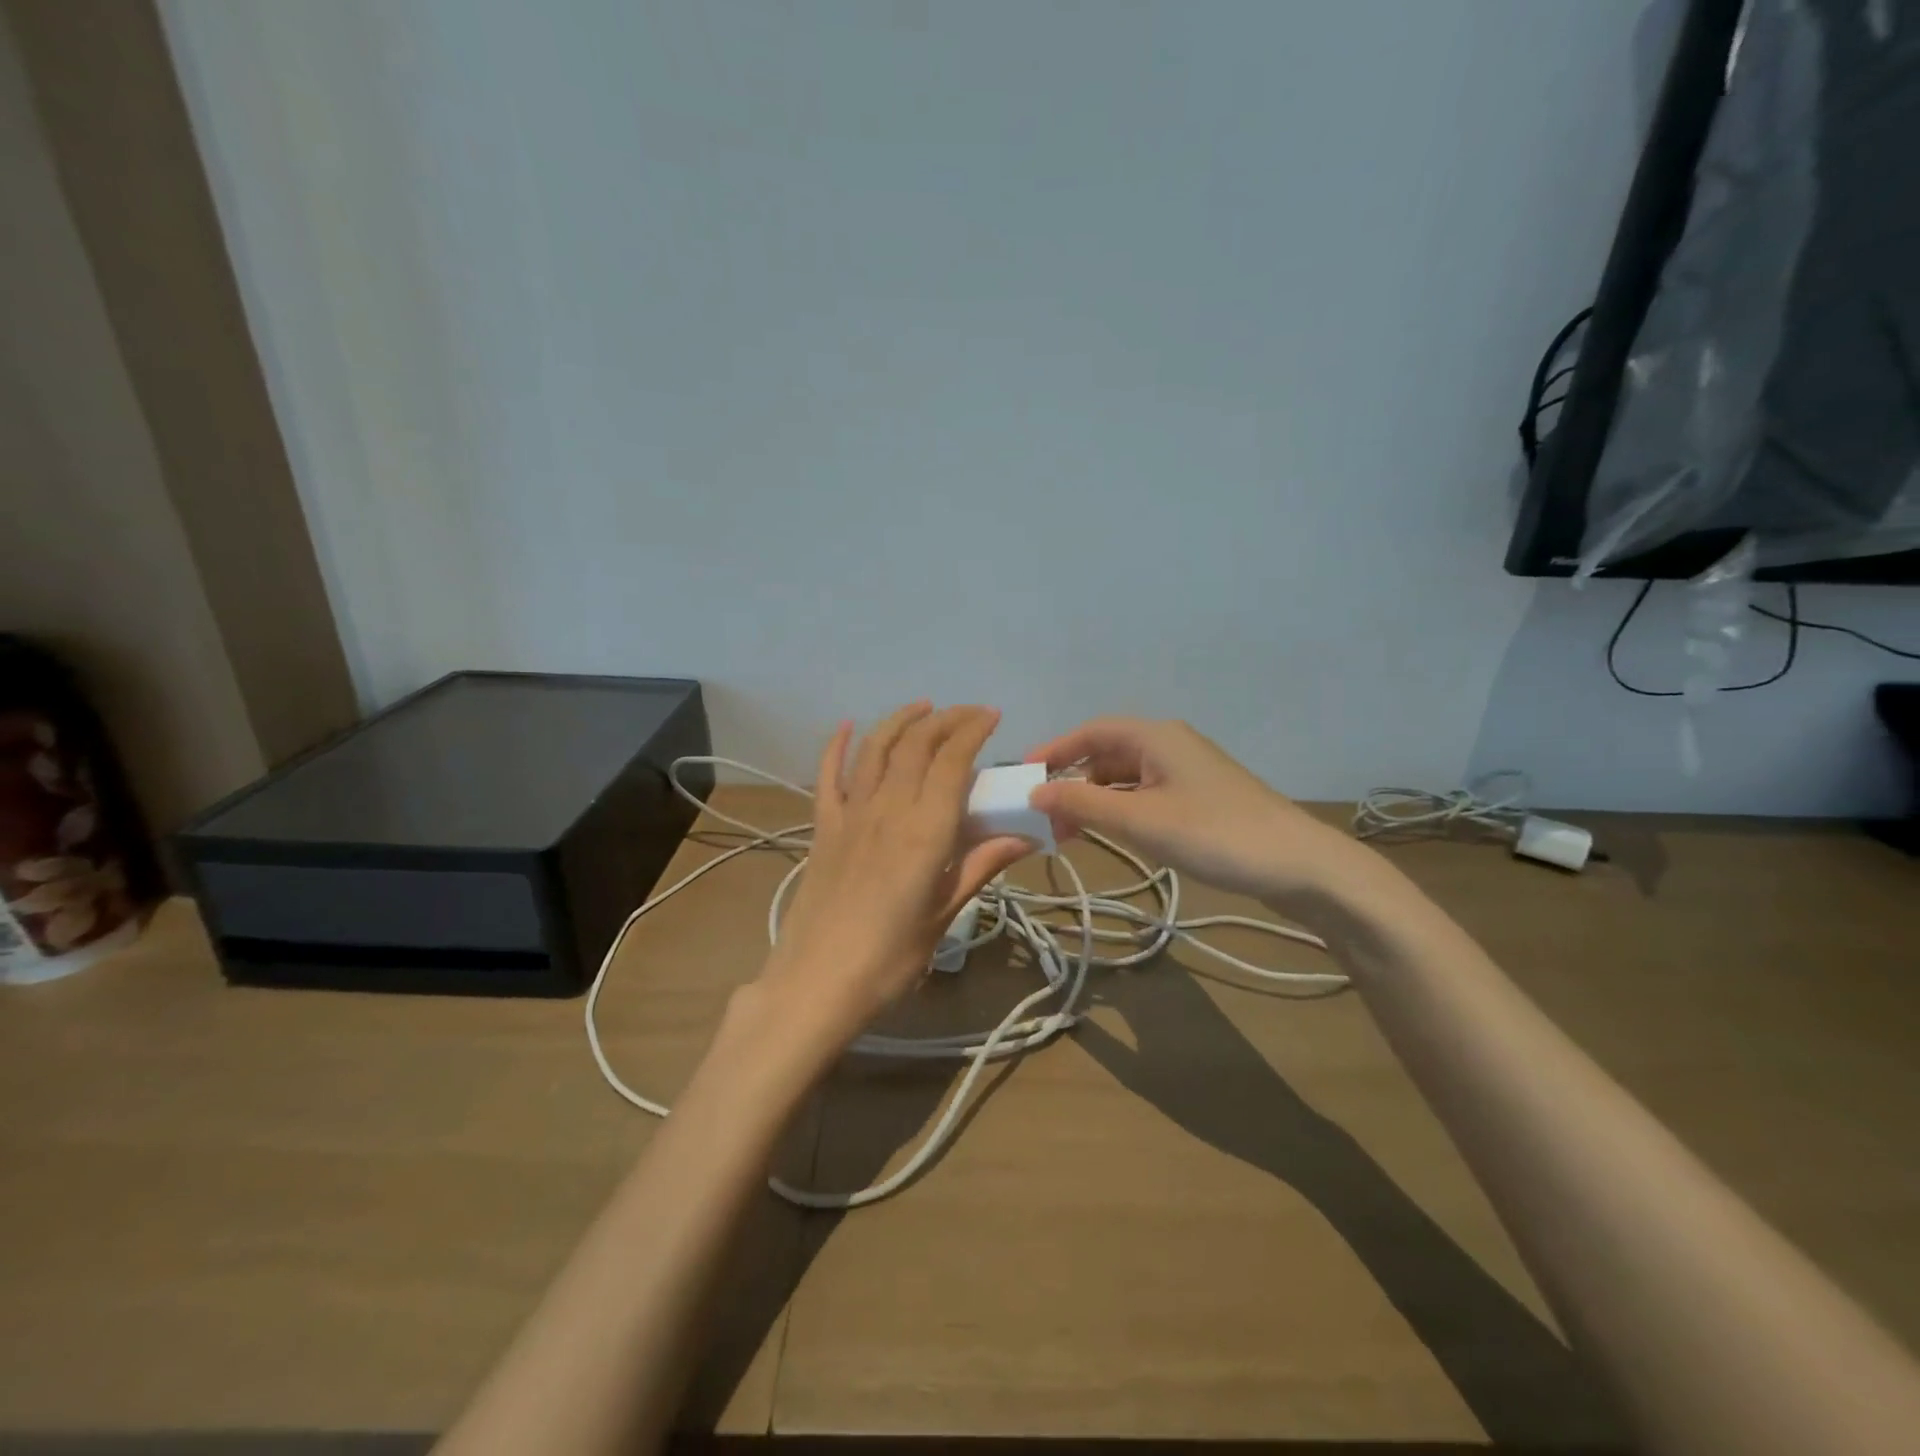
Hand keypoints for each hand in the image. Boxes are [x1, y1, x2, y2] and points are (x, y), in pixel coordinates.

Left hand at [759, 702, 1032, 1040]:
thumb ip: (979, 866)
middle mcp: (887, 809)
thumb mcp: (944, 915)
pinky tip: (847, 726)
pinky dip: (837, 745)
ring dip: (900, 721)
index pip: (952, 760)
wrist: (816, 983)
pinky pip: (828, 775)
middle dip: (944, 719)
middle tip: (967, 714)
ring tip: (923, 708)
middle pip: (916, 745)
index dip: (973, 730)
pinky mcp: (823, 827)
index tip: (992, 716)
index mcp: (925, 830)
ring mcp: (850, 814)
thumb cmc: (890, 958)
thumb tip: (1024, 837)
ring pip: (875, 749)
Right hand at [1026, 717, 1373, 908]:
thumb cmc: (1214, 834)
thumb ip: (1083, 805)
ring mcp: (1189, 772)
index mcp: (1156, 736)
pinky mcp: (1202, 799)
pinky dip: (1122, 811)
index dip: (1054, 751)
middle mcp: (1170, 745)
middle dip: (1073, 783)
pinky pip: (1147, 795)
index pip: (1091, 732)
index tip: (1024, 778)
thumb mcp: (1139, 821)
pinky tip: (1114, 836)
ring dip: (1096, 801)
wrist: (1299, 866)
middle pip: (1107, 754)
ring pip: (1126, 778)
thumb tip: (1035, 793)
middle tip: (1048, 820)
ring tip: (1073, 835)